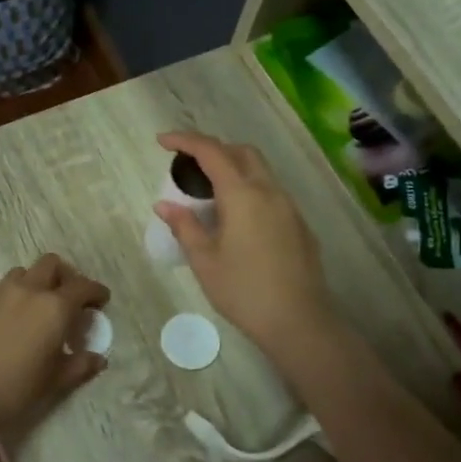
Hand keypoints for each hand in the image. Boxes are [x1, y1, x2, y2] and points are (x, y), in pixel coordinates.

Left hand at [0, 254, 108, 430]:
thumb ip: (80, 365)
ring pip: (25, 271)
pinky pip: (5, 288)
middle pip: (52, 264)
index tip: (101, 300)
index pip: (82, 287)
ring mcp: (2, 295)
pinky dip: (18, 294)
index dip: (96, 291)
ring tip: (42, 304)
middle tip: (71, 298)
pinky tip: (18, 318)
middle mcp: (30, 291)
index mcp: (54, 307)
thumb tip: (98, 358)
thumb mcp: (55, 380)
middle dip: (66, 275)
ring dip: (38, 280)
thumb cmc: (18, 388)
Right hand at [154, 131, 333, 353]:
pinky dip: (249, 190)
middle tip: (188, 166)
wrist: (299, 320)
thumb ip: (184, 227)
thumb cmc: (244, 291)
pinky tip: (236, 219)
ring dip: (233, 169)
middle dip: (213, 149)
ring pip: (260, 171)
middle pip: (242, 152)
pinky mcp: (299, 224)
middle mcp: (270, 191)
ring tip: (208, 193)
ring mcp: (289, 207)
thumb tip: (164, 205)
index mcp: (243, 195)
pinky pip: (271, 193)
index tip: (162, 141)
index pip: (211, 152)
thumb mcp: (204, 261)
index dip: (185, 141)